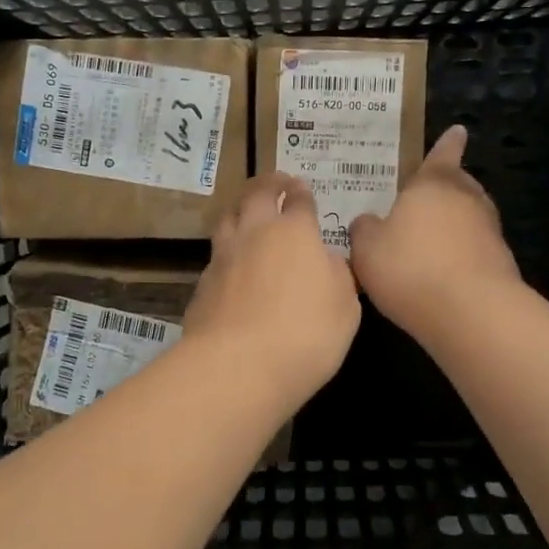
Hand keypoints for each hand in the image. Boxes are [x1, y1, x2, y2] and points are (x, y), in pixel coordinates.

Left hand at [182, 173, 360, 394]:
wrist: (238, 366)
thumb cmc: (306, 334)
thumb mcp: (345, 308)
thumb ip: (338, 276)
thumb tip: (328, 260)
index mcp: (294, 233)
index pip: (299, 202)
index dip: (302, 193)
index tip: (302, 189)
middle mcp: (255, 234)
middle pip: (256, 195)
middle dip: (268, 184)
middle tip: (276, 182)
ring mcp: (223, 257)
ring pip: (227, 218)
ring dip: (240, 208)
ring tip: (247, 210)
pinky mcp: (202, 284)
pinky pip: (215, 256)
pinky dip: (226, 250)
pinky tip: (231, 264)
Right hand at [348, 125, 519, 342]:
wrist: (472, 312)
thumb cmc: (411, 267)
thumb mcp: (367, 248)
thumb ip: (364, 229)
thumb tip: (368, 221)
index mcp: (433, 184)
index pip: (442, 153)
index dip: (447, 144)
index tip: (458, 131)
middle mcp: (466, 198)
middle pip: (458, 184)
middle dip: (446, 187)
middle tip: (425, 196)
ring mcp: (489, 230)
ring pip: (469, 216)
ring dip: (453, 223)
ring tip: (429, 238)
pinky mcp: (501, 263)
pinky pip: (474, 248)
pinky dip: (460, 253)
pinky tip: (441, 273)